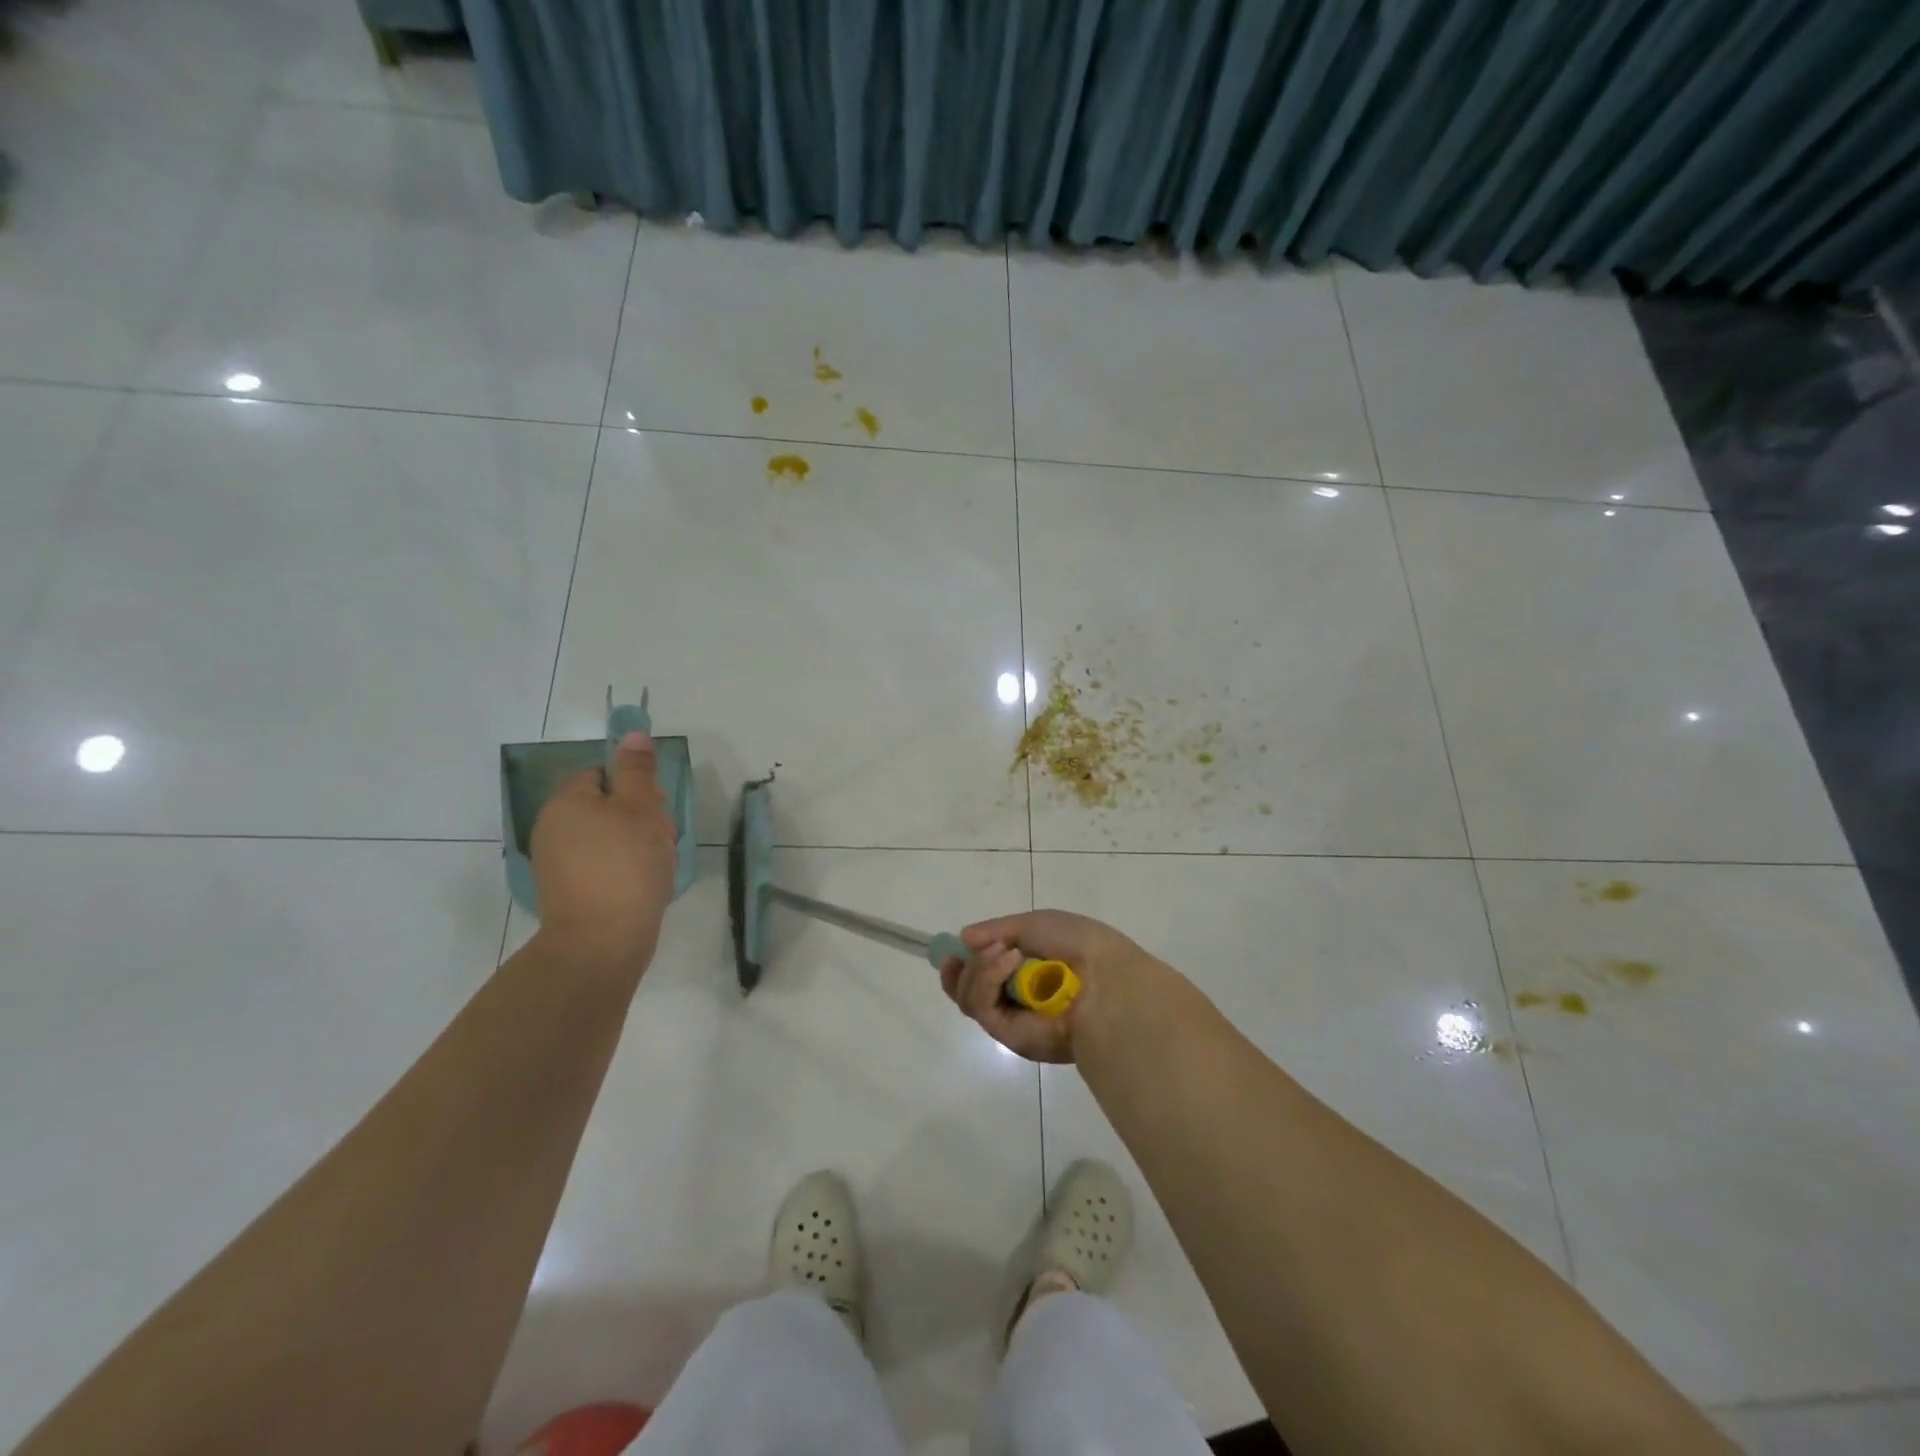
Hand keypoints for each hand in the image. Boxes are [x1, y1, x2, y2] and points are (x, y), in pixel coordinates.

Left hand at [530, 731, 677, 976]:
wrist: (602, 942)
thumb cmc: (625, 866)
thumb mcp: (640, 808)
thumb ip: (637, 770)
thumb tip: (632, 735)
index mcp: (566, 802)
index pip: (603, 775)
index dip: (636, 787)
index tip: (657, 808)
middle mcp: (554, 828)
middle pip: (608, 806)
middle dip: (642, 818)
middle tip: (663, 839)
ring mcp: (559, 864)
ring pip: (611, 838)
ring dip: (640, 845)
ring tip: (659, 865)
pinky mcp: (570, 893)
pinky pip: (605, 866)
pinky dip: (627, 870)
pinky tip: (647, 885)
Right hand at [940, 909, 1158, 1062]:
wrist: (1107, 980)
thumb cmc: (1078, 944)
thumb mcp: (1036, 924)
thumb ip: (997, 930)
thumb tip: (964, 938)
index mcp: (1026, 972)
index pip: (983, 973)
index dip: (964, 963)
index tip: (956, 950)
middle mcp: (1016, 998)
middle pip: (967, 989)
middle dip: (967, 966)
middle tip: (980, 949)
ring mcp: (1012, 1019)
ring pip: (969, 997)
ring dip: (979, 968)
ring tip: (1007, 953)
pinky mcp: (1010, 1036)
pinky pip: (982, 1007)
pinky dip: (987, 980)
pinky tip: (1010, 961)